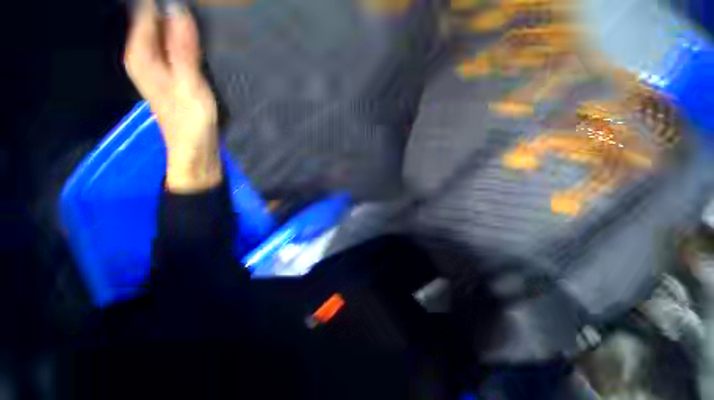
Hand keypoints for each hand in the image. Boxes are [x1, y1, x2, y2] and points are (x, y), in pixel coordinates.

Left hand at [125, 0, 221, 192]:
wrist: (195, 147)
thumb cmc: (191, 119)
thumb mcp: (189, 83)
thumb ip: (181, 47)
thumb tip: (176, 6)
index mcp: (141, 54)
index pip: (145, 10)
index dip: (163, 1)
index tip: (188, 0)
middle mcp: (141, 54)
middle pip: (150, 17)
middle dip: (169, 7)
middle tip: (196, 6)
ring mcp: (153, 62)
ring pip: (160, 27)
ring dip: (175, 18)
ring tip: (194, 13)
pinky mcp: (167, 70)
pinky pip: (168, 40)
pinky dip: (179, 32)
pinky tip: (193, 31)